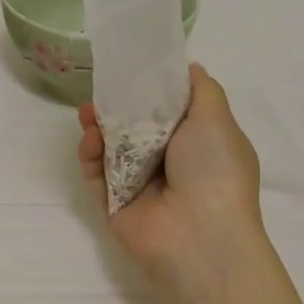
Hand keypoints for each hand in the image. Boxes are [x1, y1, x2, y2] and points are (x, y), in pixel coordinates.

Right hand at [76, 64, 272, 292]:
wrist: (199, 237)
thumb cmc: (214, 170)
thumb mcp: (217, 118)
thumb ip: (201, 88)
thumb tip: (190, 67)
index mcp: (198, 144)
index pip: (169, 110)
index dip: (149, 90)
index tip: (130, 70)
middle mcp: (171, 164)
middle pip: (135, 127)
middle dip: (116, 107)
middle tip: (100, 91)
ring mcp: (141, 186)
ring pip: (112, 148)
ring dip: (98, 128)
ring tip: (87, 114)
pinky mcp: (115, 205)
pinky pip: (97, 175)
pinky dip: (91, 156)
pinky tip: (89, 140)